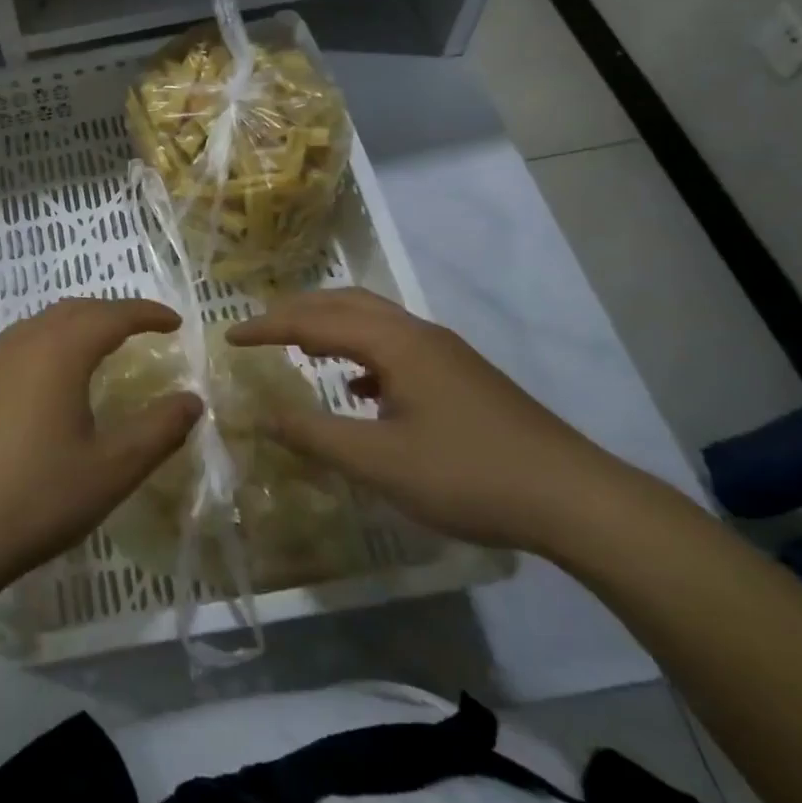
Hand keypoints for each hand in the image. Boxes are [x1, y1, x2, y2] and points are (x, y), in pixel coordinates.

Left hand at [0, 299, 202, 600]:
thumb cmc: (34, 500)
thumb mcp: (111, 471)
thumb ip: (159, 431)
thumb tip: (192, 400)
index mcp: (57, 353)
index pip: (111, 315)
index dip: (147, 313)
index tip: (175, 322)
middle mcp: (18, 345)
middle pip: (72, 310)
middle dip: (111, 313)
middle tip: (140, 331)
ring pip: (37, 326)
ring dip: (74, 328)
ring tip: (97, 352)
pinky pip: (13, 350)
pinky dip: (44, 349)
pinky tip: (45, 386)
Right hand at [227, 289, 633, 552]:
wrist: (573, 498)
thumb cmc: (467, 475)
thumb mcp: (378, 462)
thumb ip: (313, 434)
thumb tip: (260, 415)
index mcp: (394, 343)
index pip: (314, 321)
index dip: (267, 328)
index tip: (228, 337)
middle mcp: (418, 333)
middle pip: (344, 304)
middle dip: (296, 312)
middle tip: (259, 331)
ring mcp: (444, 352)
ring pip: (373, 321)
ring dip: (330, 326)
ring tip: (300, 350)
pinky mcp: (461, 374)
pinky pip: (395, 345)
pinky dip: (361, 352)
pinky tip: (359, 389)